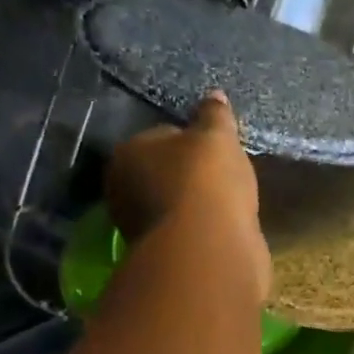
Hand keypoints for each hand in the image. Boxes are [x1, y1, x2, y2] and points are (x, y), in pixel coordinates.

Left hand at [107, 92, 269, 299]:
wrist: (208, 251)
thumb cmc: (205, 182)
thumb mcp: (217, 137)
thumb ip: (215, 116)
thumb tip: (214, 96)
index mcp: (126, 154)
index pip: (160, 138)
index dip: (191, 142)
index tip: (216, 150)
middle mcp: (123, 192)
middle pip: (165, 174)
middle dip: (191, 177)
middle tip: (225, 178)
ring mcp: (142, 229)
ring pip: (177, 207)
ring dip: (198, 206)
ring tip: (230, 205)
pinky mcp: (165, 258)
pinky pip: (189, 233)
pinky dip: (205, 231)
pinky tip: (226, 229)